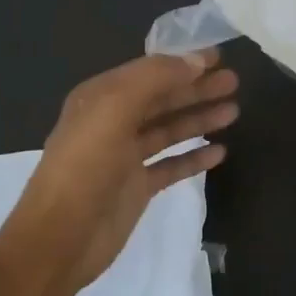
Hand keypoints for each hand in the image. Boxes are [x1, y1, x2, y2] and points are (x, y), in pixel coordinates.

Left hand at [11, 50, 238, 289]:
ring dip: (199, 119)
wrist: (60, 238)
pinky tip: (220, 152)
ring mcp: (125, 157)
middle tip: (235, 82)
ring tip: (233, 111)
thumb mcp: (114, 109)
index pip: (149, 71)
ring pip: (169, 130)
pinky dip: (194, 157)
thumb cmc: (85, 167)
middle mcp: (112, 122)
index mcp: (100, 98)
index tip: (220, 57)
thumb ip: (155, 79)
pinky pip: (171, 165)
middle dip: (197, 89)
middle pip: (162, 99)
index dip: (183, 62)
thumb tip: (196, 60)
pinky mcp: (137, 187)